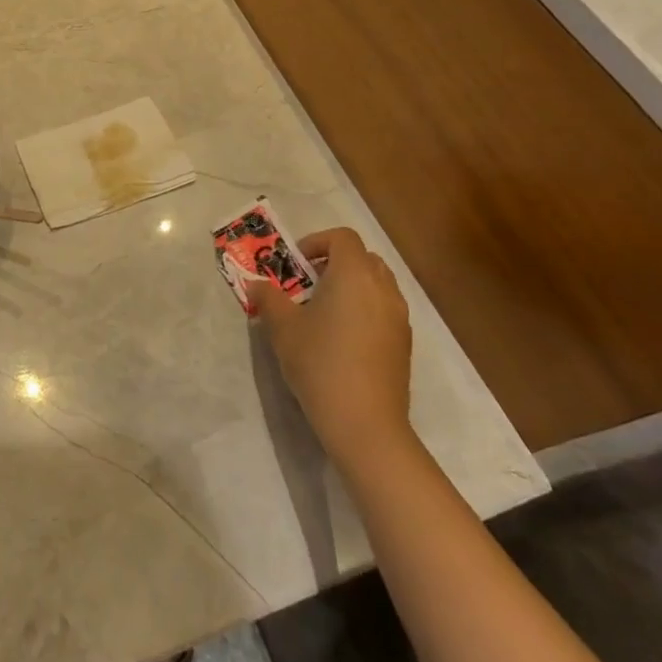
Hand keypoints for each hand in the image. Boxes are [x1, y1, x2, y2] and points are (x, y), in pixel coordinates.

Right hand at [246, 227, 412, 469]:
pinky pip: (384, 310)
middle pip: (363, 258)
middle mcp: (382, 289)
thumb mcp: (282, 328)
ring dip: (352, 287)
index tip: (296, 264)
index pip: (342, 237)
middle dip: (335, 263)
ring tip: (324, 313)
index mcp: (353, 275)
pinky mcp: (404, 344)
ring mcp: (399, 317)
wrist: (365, 423)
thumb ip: (268, 298)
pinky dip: (365, 310)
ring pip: (377, 284)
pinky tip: (342, 340)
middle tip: (308, 285)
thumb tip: (256, 284)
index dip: (317, 242)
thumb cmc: (319, 363)